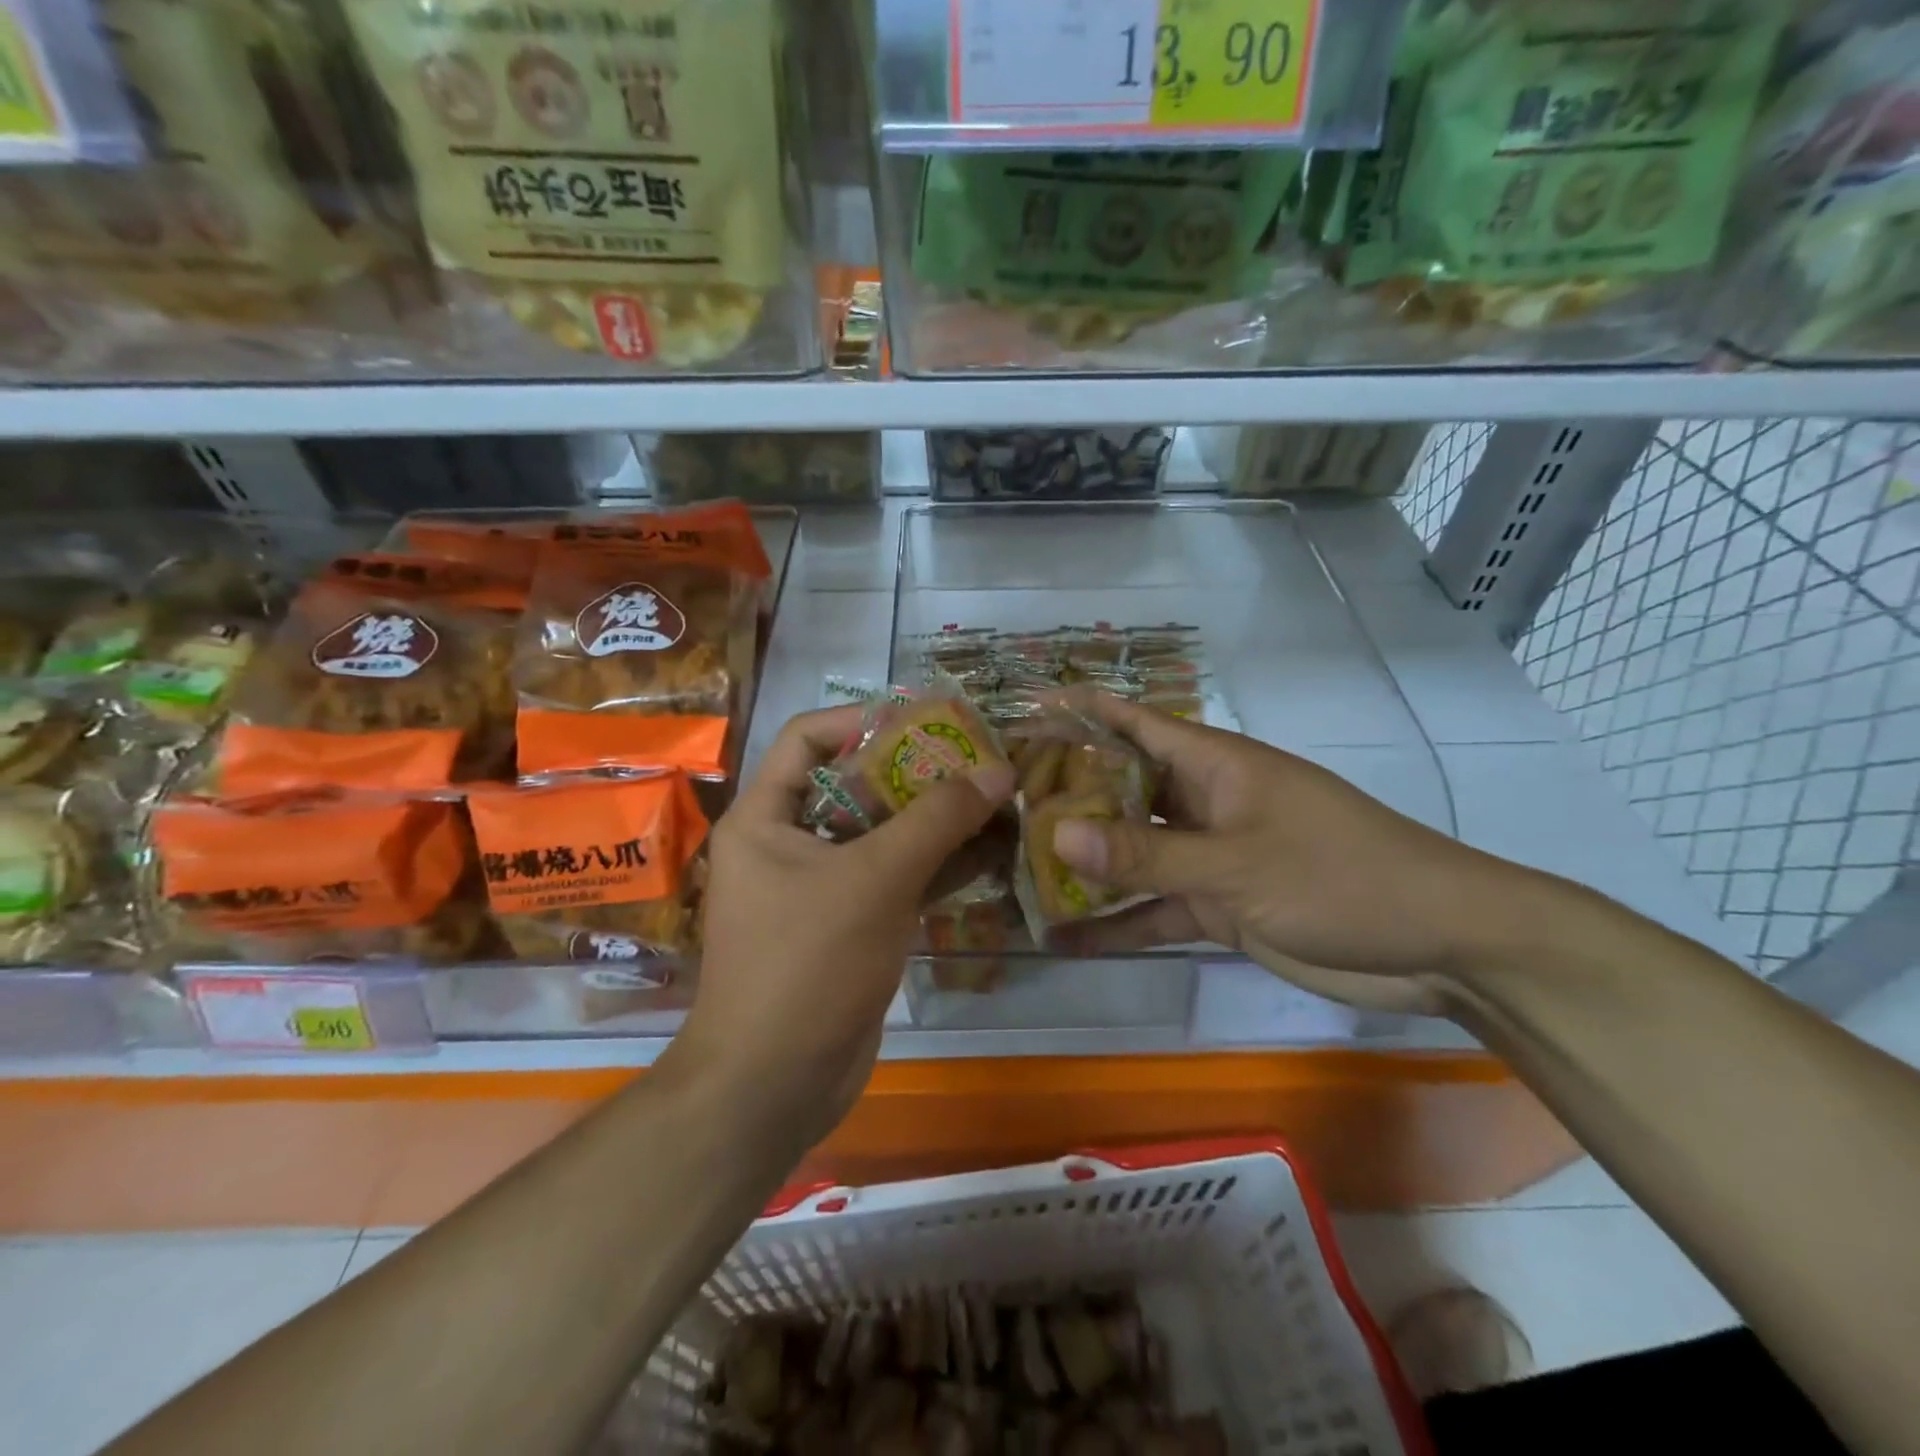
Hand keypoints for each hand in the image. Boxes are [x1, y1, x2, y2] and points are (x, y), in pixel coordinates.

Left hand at [669, 706, 1015, 1148]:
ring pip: (881, 835)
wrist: (776, 1085)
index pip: (809, 737)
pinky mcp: (848, 926)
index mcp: (766, 817)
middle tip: (979, 762)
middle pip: (855, 785)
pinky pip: (893, 879)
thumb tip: (997, 768)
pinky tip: (987, 854)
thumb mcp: (876, 879)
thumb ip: (937, 819)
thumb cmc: (809, 964)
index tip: (929, 722)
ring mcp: (819, 888)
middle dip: (917, 773)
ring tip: (995, 801)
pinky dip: (936, 865)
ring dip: (935, 821)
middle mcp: (787, 843)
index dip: (866, 720)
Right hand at [1048, 693, 1533, 1014]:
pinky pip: (1155, 908)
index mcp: (1213, 765)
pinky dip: (1119, 922)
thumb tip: (1056, 834)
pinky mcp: (1220, 906)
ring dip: (1085, 865)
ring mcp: (1210, 856)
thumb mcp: (1236, 864)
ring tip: (1016, 872)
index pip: (1133, 724)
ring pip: (1133, 853)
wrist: (1439, 944)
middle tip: (998, 806)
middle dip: (1066, 797)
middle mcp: (1203, 802)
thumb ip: (1145, 854)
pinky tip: (1067, 938)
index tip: (1023, 712)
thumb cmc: (1340, 875)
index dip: (1080, 712)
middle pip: (1122, 790)